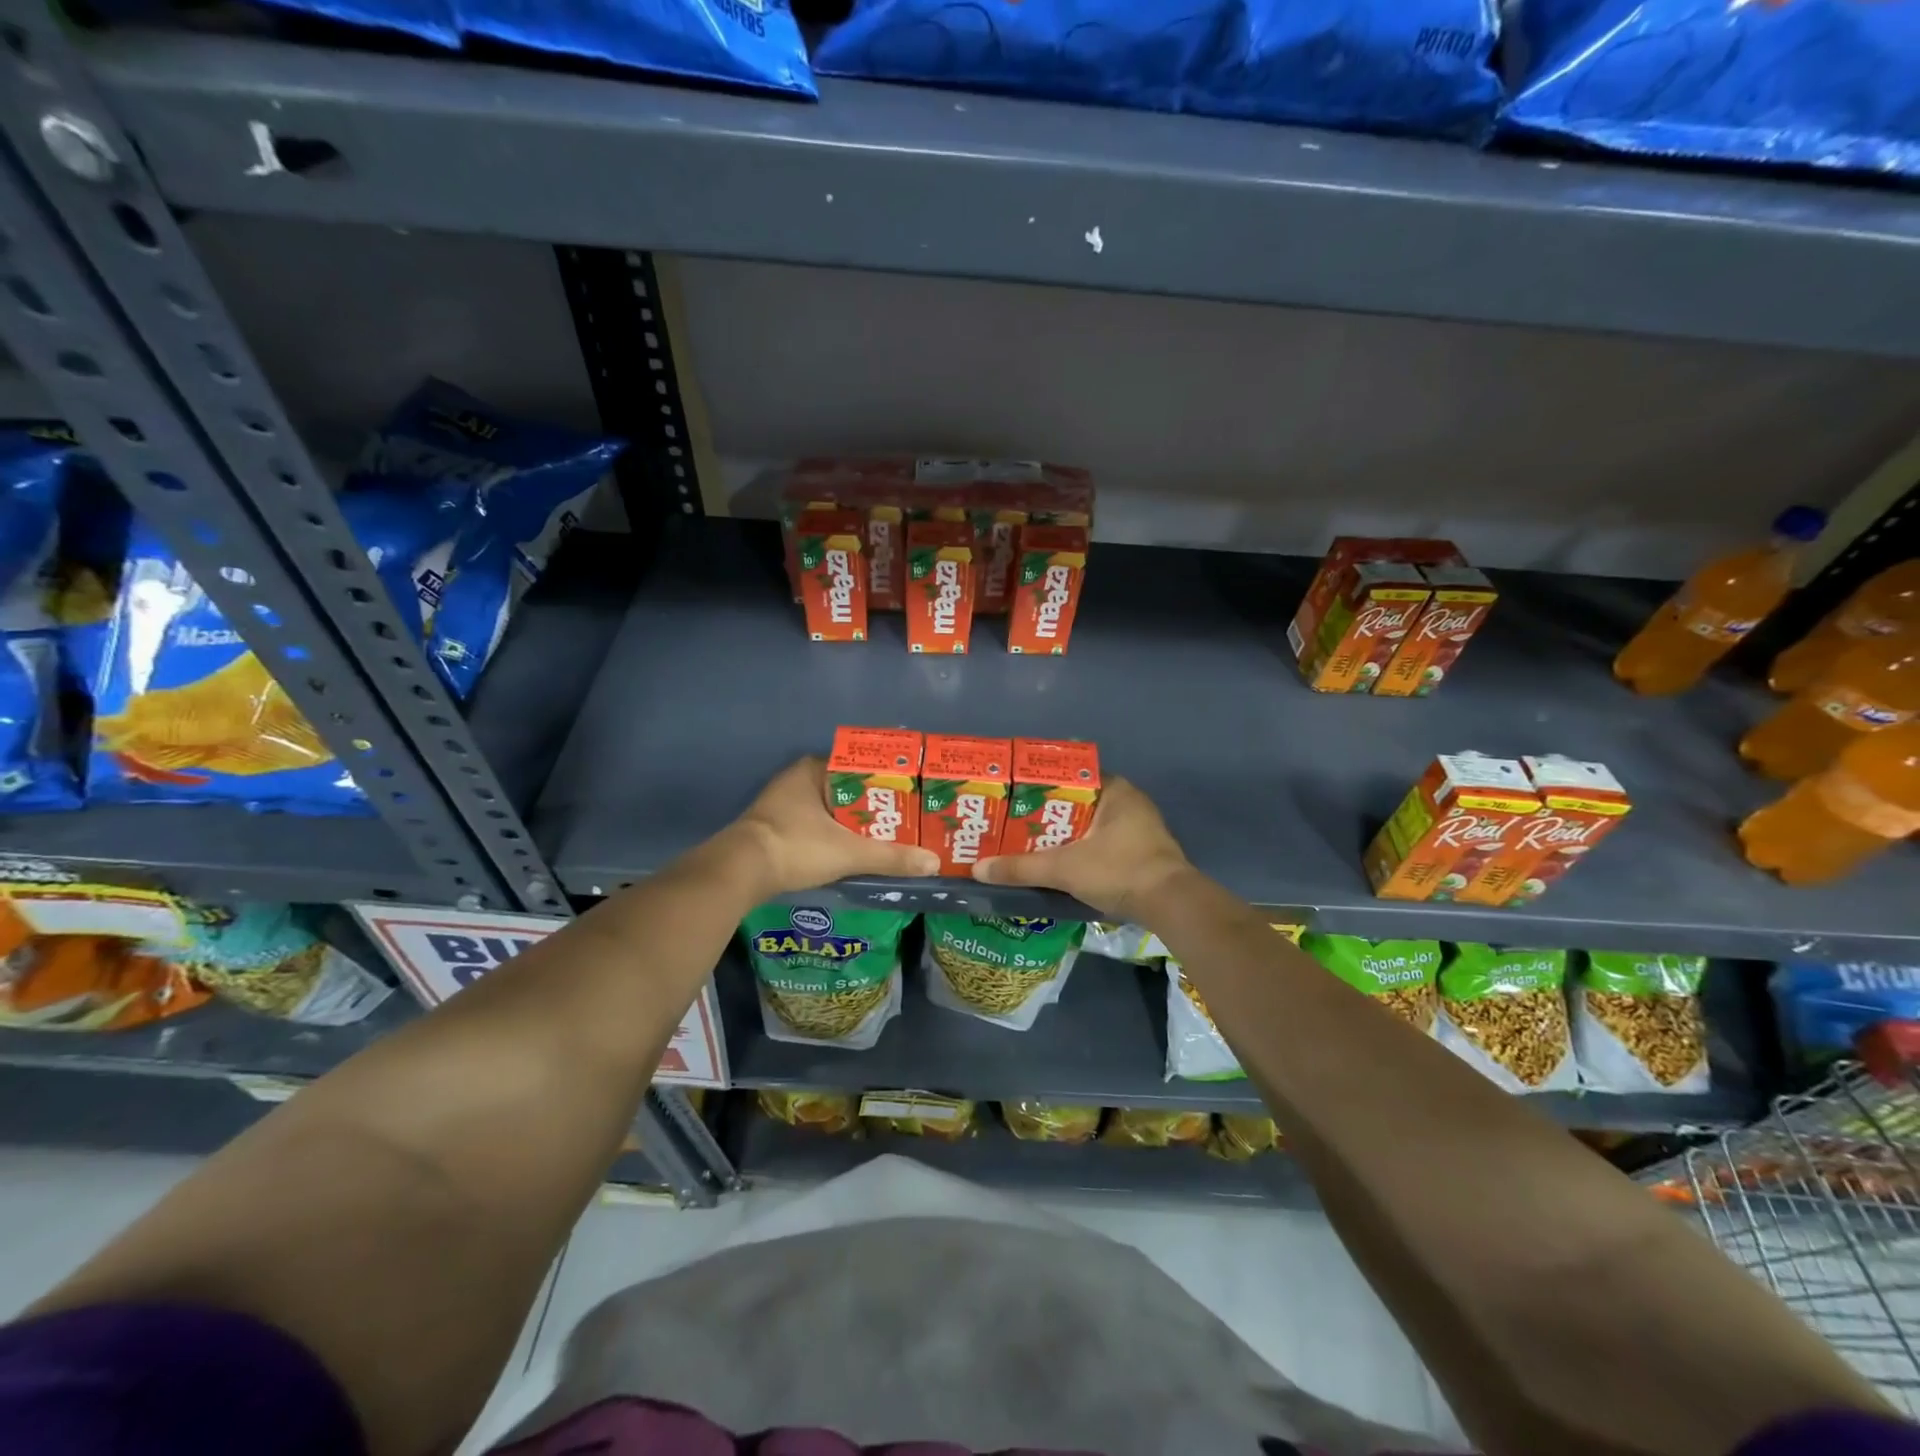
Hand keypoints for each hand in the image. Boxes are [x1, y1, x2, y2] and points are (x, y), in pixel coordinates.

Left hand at [726, 757, 938, 899]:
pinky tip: (855, 849)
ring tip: (889, 836)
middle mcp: (798, 779)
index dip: (887, 781)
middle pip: (848, 790)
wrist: (739, 872)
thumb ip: (891, 856)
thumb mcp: (849, 852)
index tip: (911, 796)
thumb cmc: (796, 846)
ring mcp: (783, 803)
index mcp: (814, 769)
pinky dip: (836, 835)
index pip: (861, 767)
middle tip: (906, 820)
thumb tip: (933, 863)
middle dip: (874, 805)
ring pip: (831, 809)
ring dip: (855, 822)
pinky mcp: (776, 827)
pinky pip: (817, 824)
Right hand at [972, 778, 1190, 919]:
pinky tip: (1060, 860)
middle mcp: (1129, 801)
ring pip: (1090, 823)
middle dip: (1048, 811)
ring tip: (1029, 840)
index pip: (1070, 775)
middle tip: (1014, 820)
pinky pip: (1102, 841)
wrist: (1171, 905)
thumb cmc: (1119, 870)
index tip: (1015, 794)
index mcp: (1114, 789)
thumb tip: (978, 869)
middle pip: (1078, 801)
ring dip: (1065, 832)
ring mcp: (1139, 827)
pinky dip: (1081, 847)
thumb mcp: (1064, 868)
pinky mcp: (1142, 851)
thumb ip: (1021, 867)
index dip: (1041, 784)